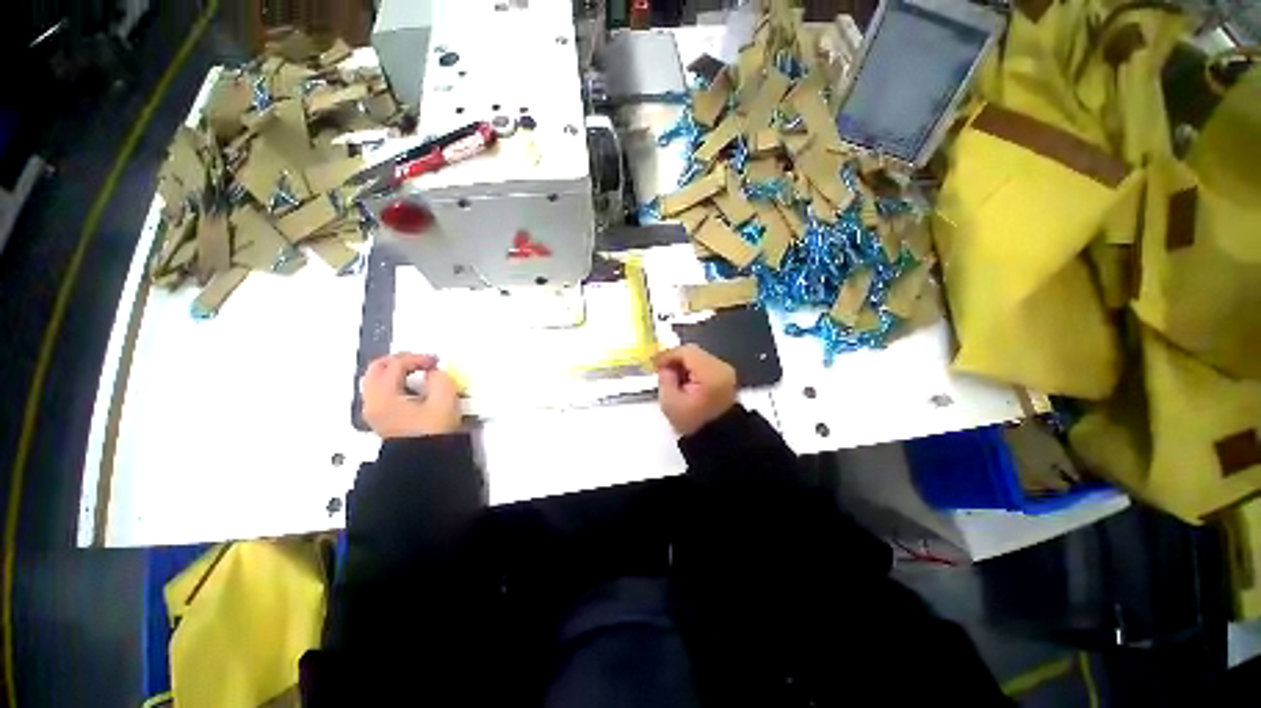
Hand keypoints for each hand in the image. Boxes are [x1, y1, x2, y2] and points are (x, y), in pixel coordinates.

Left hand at [361, 352, 461, 438]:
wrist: (426, 462)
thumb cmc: (433, 432)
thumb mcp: (445, 399)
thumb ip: (440, 378)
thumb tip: (433, 373)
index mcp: (384, 397)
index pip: (395, 364)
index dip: (417, 358)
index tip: (435, 362)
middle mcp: (372, 403)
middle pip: (377, 368)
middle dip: (401, 360)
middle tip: (421, 360)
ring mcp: (375, 412)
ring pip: (377, 379)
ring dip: (396, 370)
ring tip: (418, 372)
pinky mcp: (382, 419)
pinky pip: (381, 391)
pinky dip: (395, 382)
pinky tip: (413, 387)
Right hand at [653, 344, 736, 436]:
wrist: (719, 439)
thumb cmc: (694, 424)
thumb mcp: (670, 403)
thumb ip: (665, 378)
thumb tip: (665, 367)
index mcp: (710, 374)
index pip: (686, 352)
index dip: (668, 355)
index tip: (654, 362)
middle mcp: (721, 368)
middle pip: (694, 352)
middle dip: (675, 359)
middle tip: (661, 370)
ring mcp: (726, 372)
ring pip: (699, 357)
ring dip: (684, 364)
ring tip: (673, 378)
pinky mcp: (726, 377)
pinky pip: (705, 365)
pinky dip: (693, 369)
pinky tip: (685, 381)